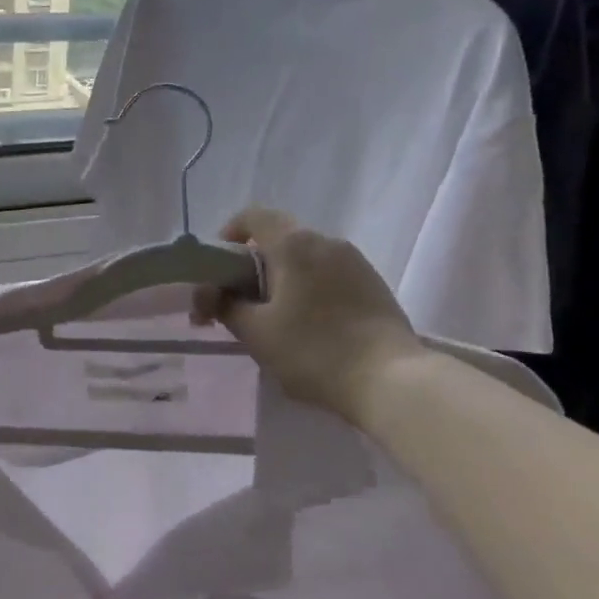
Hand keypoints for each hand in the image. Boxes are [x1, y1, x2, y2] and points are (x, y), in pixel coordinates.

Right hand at [191, 207, 424, 422]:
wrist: (393, 382)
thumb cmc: (315, 351)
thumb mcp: (256, 333)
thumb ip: (224, 306)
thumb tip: (205, 292)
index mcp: (293, 244)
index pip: (252, 216)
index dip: (228, 234)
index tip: (218, 269)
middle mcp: (325, 241)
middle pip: (278, 237)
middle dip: (252, 265)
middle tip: (240, 302)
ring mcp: (355, 261)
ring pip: (305, 257)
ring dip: (282, 278)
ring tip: (276, 319)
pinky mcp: (374, 284)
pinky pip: (329, 274)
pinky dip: (310, 288)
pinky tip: (311, 326)